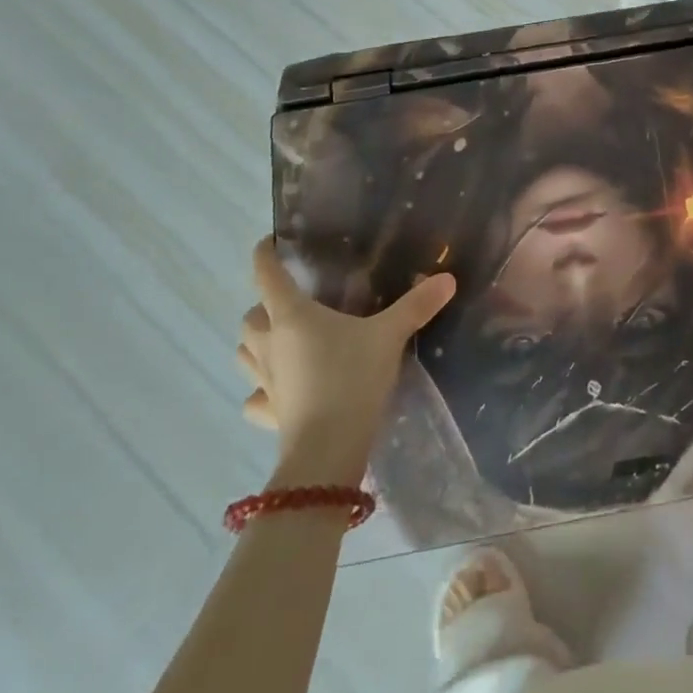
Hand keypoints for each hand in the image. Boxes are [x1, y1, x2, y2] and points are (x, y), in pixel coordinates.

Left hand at [238, 238, 454, 482]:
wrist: (328, 450)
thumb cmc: (352, 378)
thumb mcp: (389, 336)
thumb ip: (416, 306)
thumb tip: (448, 278)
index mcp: (292, 315)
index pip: (267, 274)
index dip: (265, 254)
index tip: (270, 242)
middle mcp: (270, 343)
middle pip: (250, 316)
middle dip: (263, 306)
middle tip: (292, 302)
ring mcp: (264, 381)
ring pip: (244, 354)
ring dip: (256, 344)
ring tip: (282, 341)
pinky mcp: (267, 414)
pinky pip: (254, 397)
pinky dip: (261, 391)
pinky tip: (280, 391)